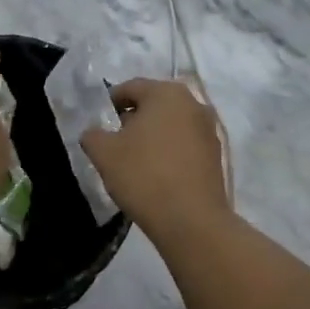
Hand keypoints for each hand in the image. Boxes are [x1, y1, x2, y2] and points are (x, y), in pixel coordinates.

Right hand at [80, 77, 229, 242]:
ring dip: (152, 136)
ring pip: (171, 125)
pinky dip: (169, 152)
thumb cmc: (144, 175)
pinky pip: (185, 145)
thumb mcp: (104, 153)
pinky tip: (157, 174)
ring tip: (135, 161)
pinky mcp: (216, 155)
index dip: (110, 103)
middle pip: (154, 104)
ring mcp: (209, 130)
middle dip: (133, 119)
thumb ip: (92, 135)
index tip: (99, 123)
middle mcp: (193, 104)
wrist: (191, 220)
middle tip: (115, 142)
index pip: (130, 88)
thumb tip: (95, 133)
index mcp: (166, 93)